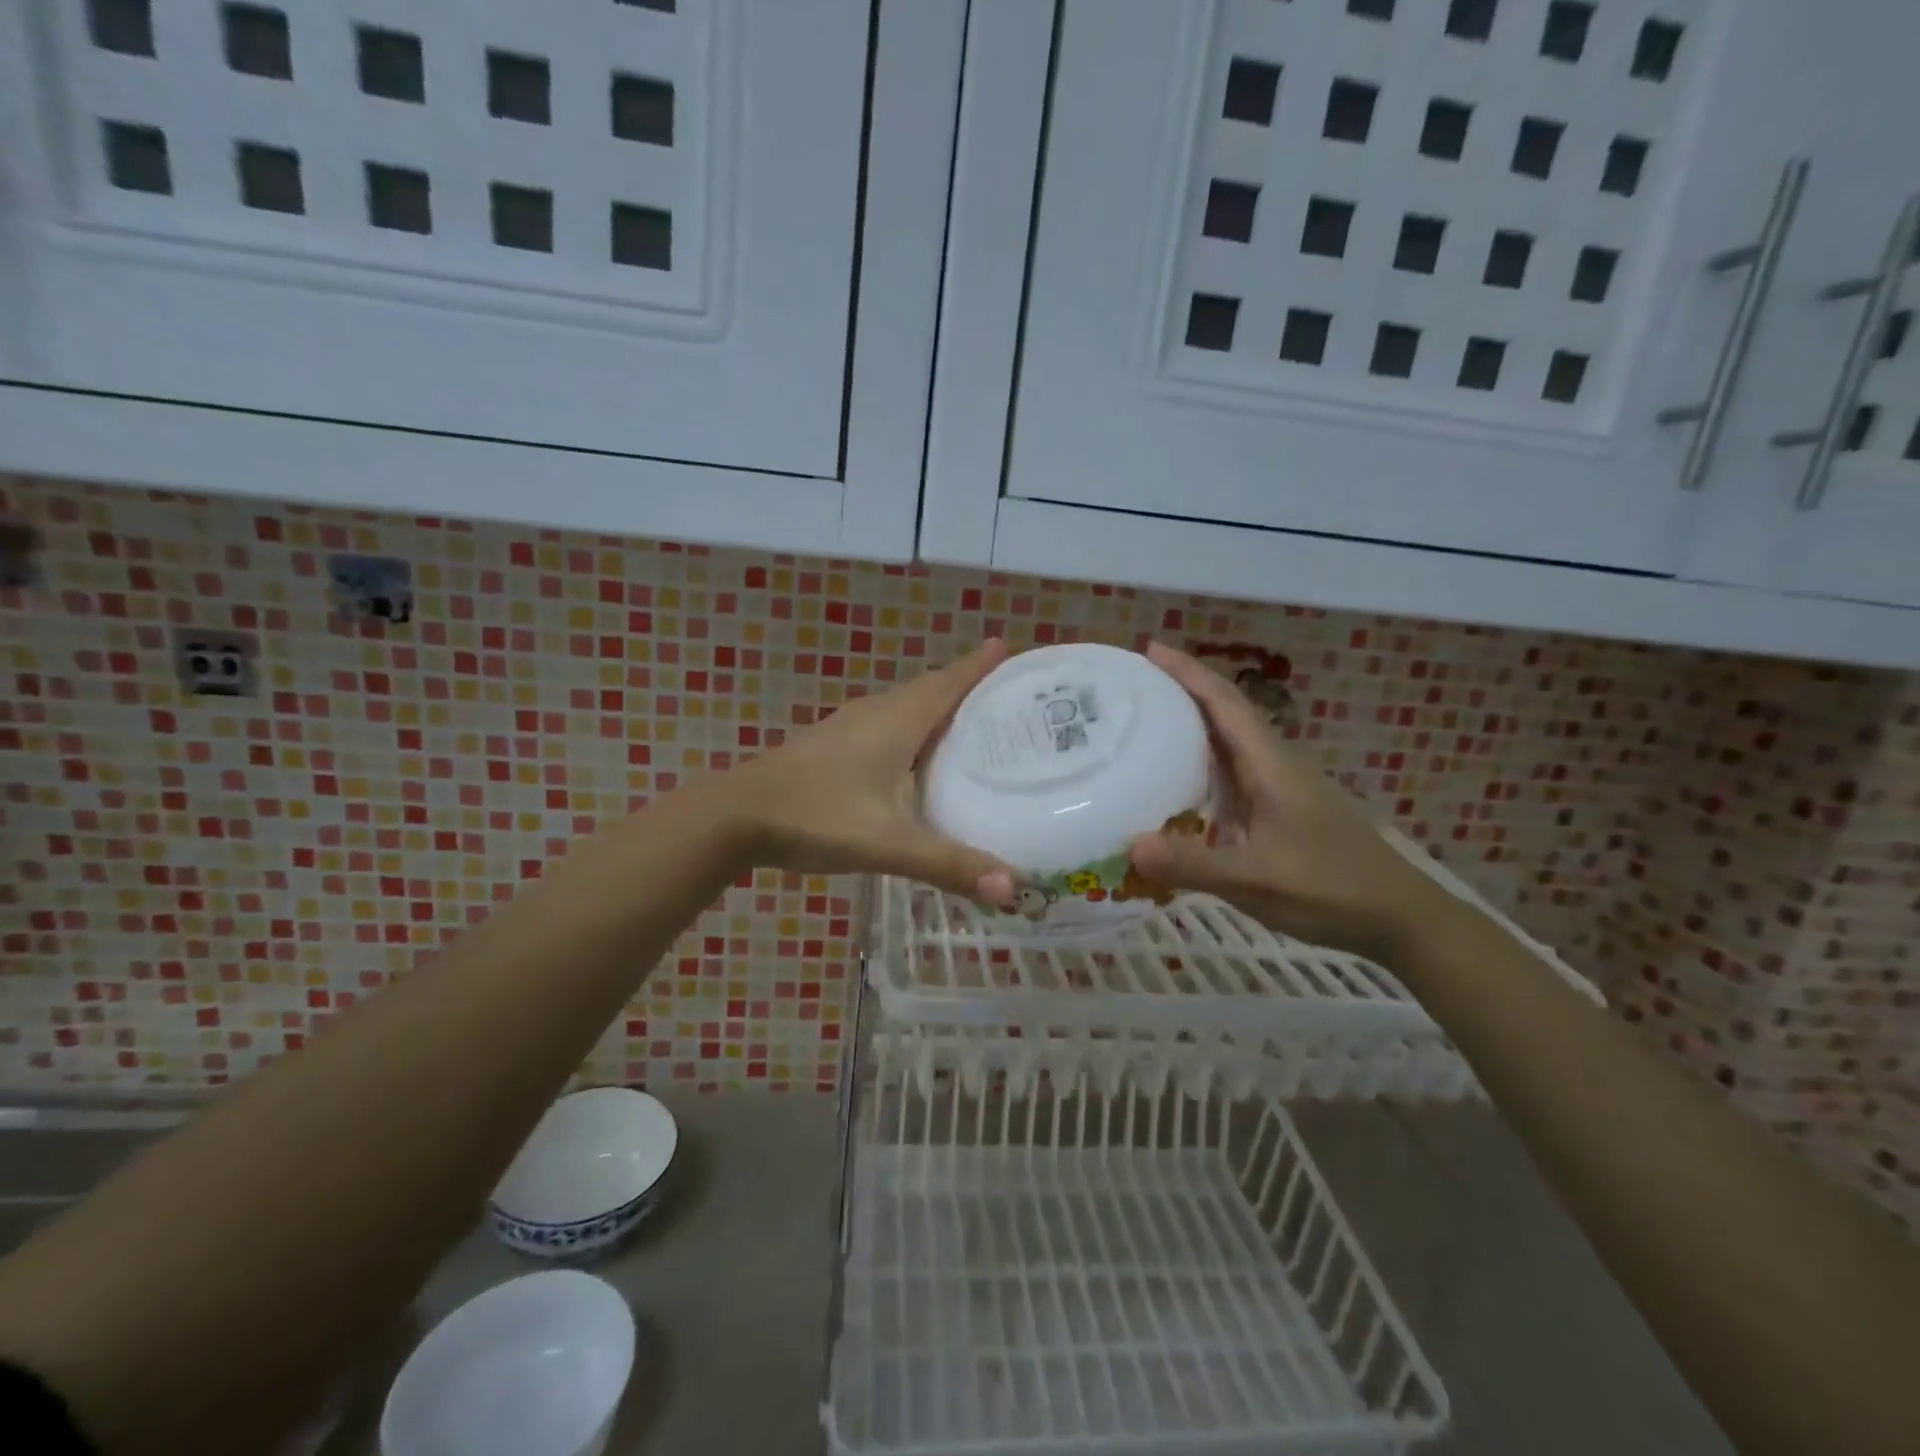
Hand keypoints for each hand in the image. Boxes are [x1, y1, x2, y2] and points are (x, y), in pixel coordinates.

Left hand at [729, 640, 1017, 904]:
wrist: (735, 816)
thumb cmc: (815, 816)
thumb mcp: (886, 843)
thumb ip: (947, 864)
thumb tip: (1013, 888)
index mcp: (896, 721)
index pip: (948, 683)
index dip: (978, 665)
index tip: (1008, 646)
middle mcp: (876, 714)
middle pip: (929, 689)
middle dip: (966, 685)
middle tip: (1005, 694)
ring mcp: (848, 728)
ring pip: (905, 706)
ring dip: (937, 706)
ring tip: (972, 723)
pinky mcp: (831, 745)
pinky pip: (886, 724)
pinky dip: (912, 728)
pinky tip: (915, 758)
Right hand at [1129, 642, 1460, 959]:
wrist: (1400, 918)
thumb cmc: (1332, 889)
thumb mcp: (1257, 880)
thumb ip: (1194, 865)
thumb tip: (1129, 846)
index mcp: (1271, 765)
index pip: (1225, 703)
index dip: (1188, 672)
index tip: (1150, 649)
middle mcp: (1275, 765)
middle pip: (1226, 713)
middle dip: (1182, 690)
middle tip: (1133, 685)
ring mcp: (1280, 788)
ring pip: (1230, 742)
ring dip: (1192, 724)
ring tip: (1145, 722)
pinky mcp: (1281, 810)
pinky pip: (1232, 773)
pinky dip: (1201, 763)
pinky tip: (1177, 781)